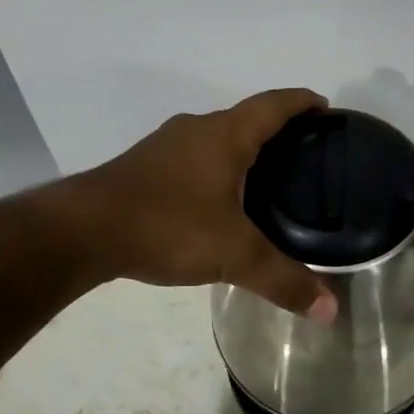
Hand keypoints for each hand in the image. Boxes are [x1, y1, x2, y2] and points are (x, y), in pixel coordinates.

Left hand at [74, 90, 337, 320]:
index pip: (274, 104)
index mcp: (225, 135)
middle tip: (307, 157)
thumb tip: (331, 310)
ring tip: (270, 180)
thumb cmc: (166, 226)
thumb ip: (284, 280)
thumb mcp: (233, 255)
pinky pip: (194, 158)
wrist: (82, 231)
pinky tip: (220, 202)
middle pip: (246, 119)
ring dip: (244, 151)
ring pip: (217, 139)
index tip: (326, 110)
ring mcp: (166, 147)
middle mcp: (196, 130)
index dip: (303, 103)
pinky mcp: (145, 168)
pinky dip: (217, 169)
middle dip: (278, 131)